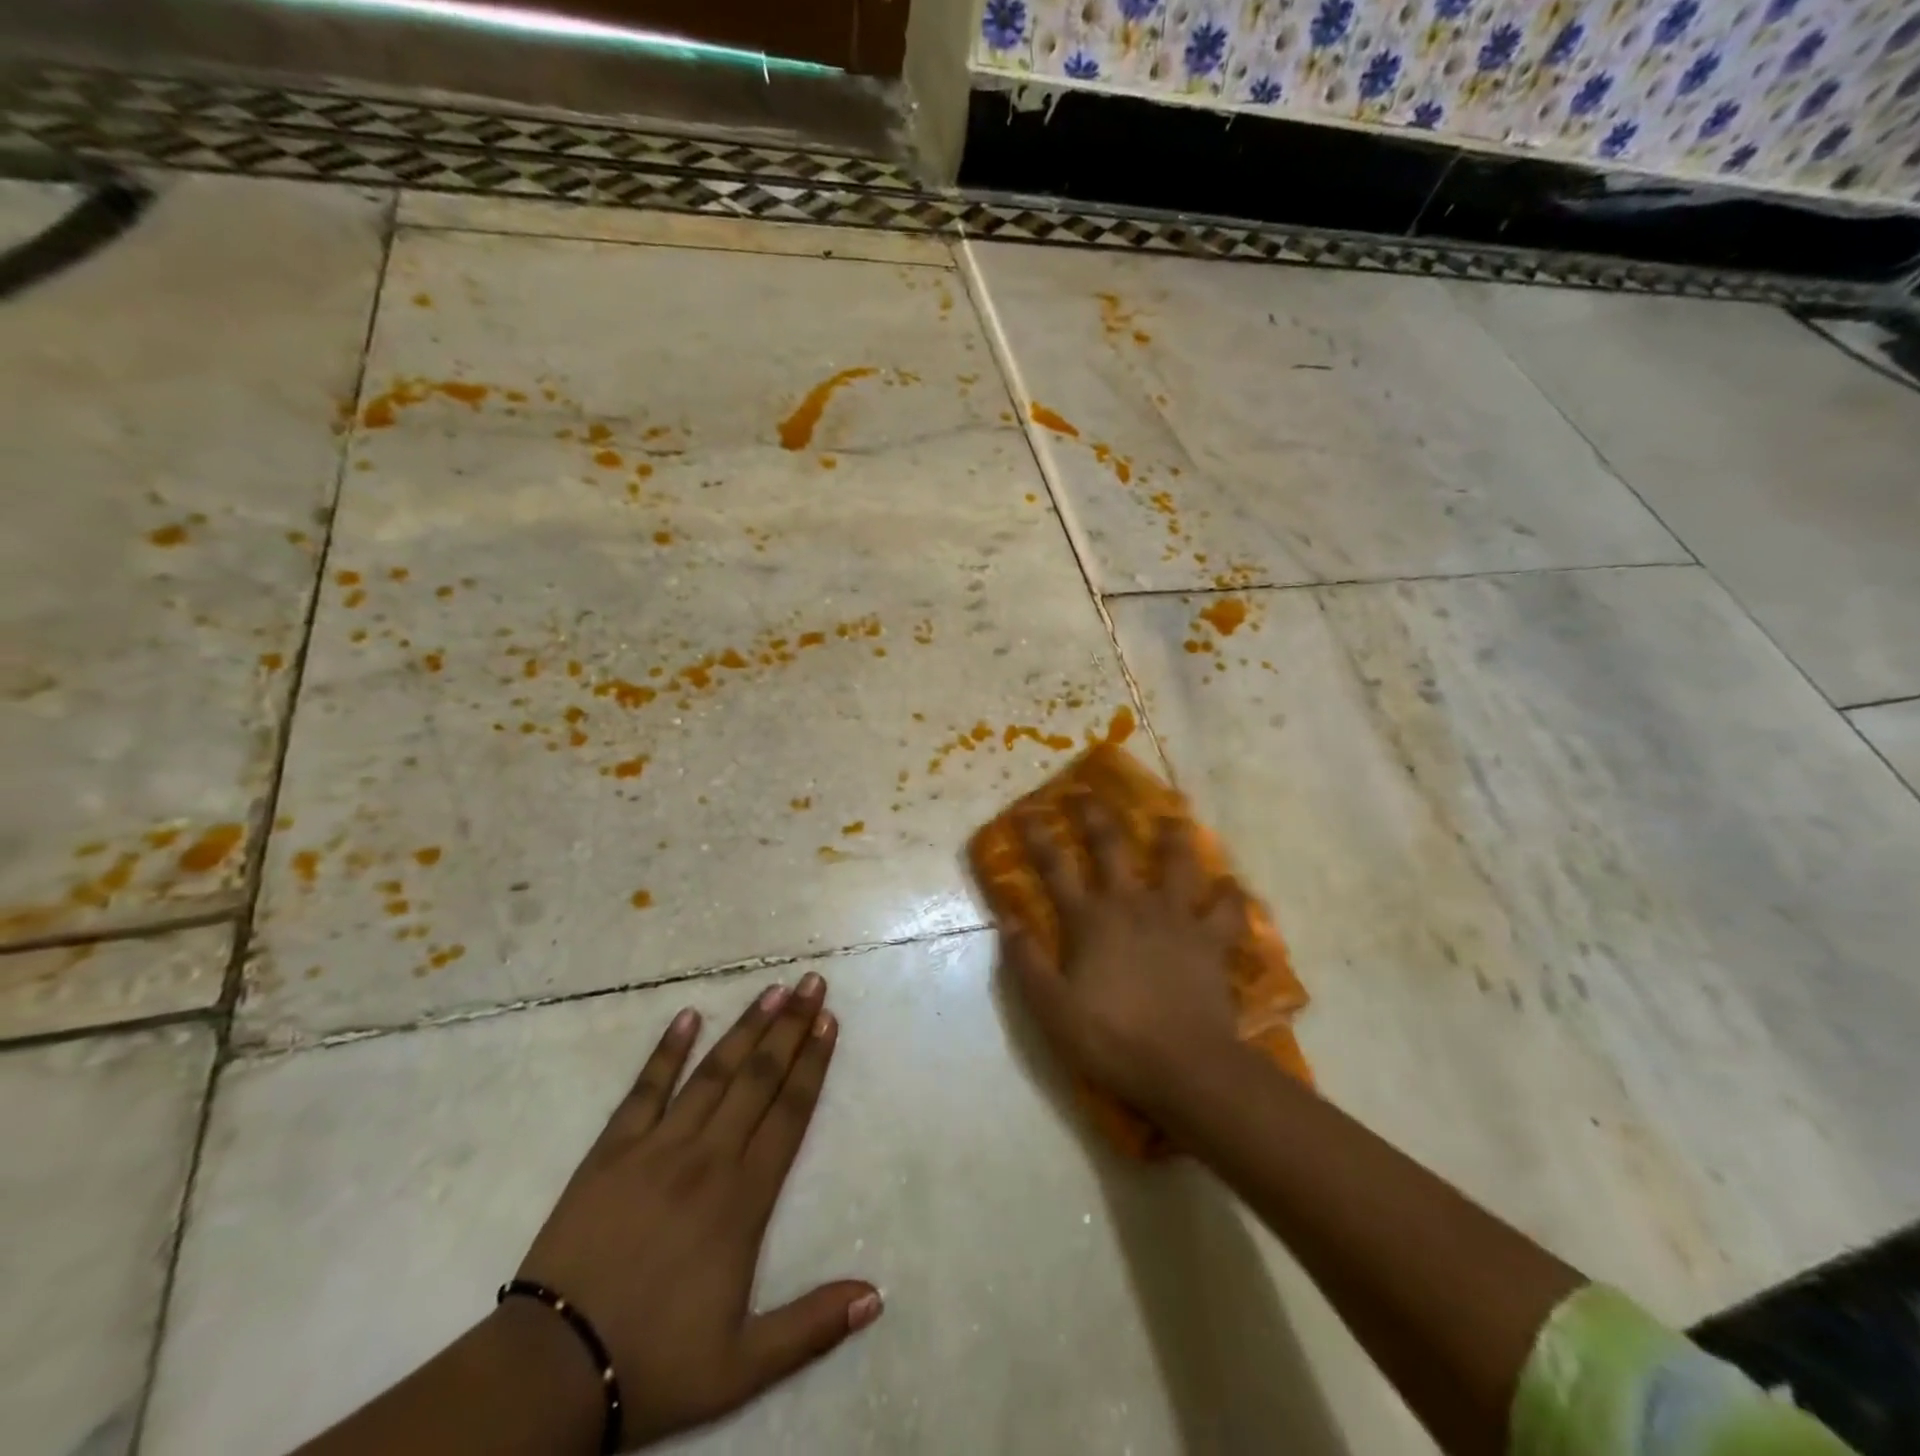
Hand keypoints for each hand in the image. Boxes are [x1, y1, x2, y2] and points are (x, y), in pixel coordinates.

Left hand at [515, 973, 880, 1449]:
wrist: (552, 1371)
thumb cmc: (655, 1361)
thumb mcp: (743, 1365)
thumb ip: (812, 1327)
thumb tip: (877, 1296)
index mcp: (744, 1198)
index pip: (789, 1112)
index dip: (813, 1064)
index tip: (830, 1022)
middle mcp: (708, 1157)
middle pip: (759, 1078)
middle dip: (791, 1027)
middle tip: (813, 983)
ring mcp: (658, 1146)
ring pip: (713, 1072)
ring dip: (746, 1027)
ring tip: (772, 990)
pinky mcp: (611, 1150)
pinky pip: (646, 1089)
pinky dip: (667, 1050)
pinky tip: (686, 1016)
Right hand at [1001, 790, 1247, 1116]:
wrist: (1184, 1067)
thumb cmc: (1111, 1039)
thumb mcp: (1051, 1007)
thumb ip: (1026, 961)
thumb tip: (1006, 920)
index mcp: (1090, 919)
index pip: (1055, 868)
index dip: (1038, 837)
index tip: (1027, 811)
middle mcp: (1132, 904)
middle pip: (1112, 847)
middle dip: (1097, 816)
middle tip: (1089, 792)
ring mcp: (1176, 918)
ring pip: (1178, 863)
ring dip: (1173, 837)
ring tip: (1173, 818)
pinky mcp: (1212, 940)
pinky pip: (1228, 910)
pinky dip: (1231, 896)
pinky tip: (1232, 885)